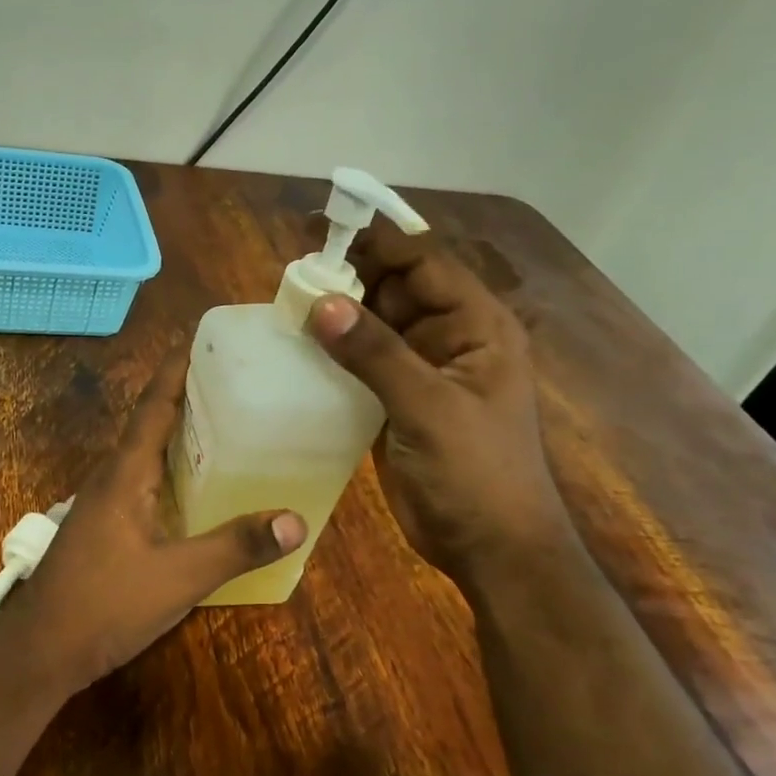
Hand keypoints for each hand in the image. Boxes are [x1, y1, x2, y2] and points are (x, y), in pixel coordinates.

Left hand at [0, 356, 306, 696]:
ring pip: (143, 455)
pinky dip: (169, 471)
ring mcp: (102, 505)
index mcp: (124, 474)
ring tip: (223, 423)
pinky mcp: (103, 529)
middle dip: (185, 397)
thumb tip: (296, 519)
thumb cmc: (105, 603)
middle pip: (149, 424)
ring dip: (177, 435)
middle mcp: (110, 478)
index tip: (202, 340)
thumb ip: (235, 547)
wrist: (42, 649)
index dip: (176, 371)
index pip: (153, 406)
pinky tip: (193, 488)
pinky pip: (141, 483)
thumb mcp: (178, 577)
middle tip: (232, 380)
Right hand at [307, 227, 570, 576]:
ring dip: (337, 315)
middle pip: (394, 290)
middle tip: (291, 273)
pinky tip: (298, 350)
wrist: (490, 548)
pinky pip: (361, 365)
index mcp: (476, 327)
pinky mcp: (395, 403)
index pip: (423, 264)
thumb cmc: (477, 473)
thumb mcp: (430, 407)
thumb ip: (376, 354)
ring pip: (373, 327)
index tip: (321, 227)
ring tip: (285, 304)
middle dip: (349, 277)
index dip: (376, 242)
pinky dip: (333, 354)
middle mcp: (448, 339)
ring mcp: (420, 373)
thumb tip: (322, 302)